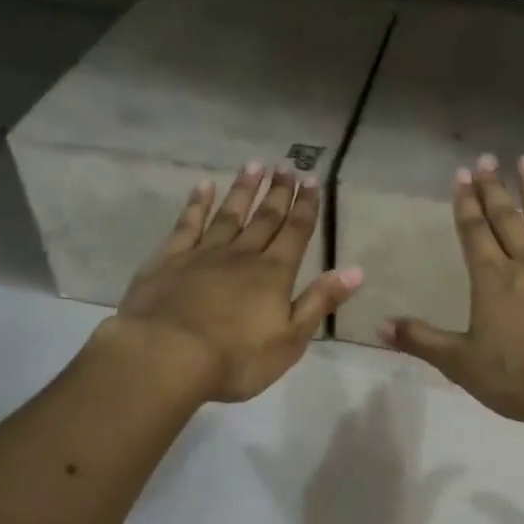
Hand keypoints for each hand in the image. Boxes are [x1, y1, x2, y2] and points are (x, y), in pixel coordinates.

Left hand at [105, 162, 363, 402]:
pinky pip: (187, 224)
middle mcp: (242, 255)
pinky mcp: (168, 260)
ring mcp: (203, 254)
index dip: (306, 207)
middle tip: (287, 167)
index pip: (296, 233)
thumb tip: (356, 271)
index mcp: (273, 274)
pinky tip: (204, 186)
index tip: (312, 180)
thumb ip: (320, 301)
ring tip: (255, 165)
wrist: (167, 356)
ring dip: (244, 190)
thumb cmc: (236, 358)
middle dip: (278, 193)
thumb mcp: (291, 339)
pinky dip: (197, 204)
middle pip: (265, 218)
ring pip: (229, 214)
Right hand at [380, 154, 523, 423]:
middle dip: (495, 189)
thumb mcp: (462, 364)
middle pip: (507, 220)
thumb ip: (422, 341)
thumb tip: (380, 325)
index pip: (473, 233)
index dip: (465, 203)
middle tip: (489, 159)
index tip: (462, 173)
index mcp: (492, 280)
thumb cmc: (521, 376)